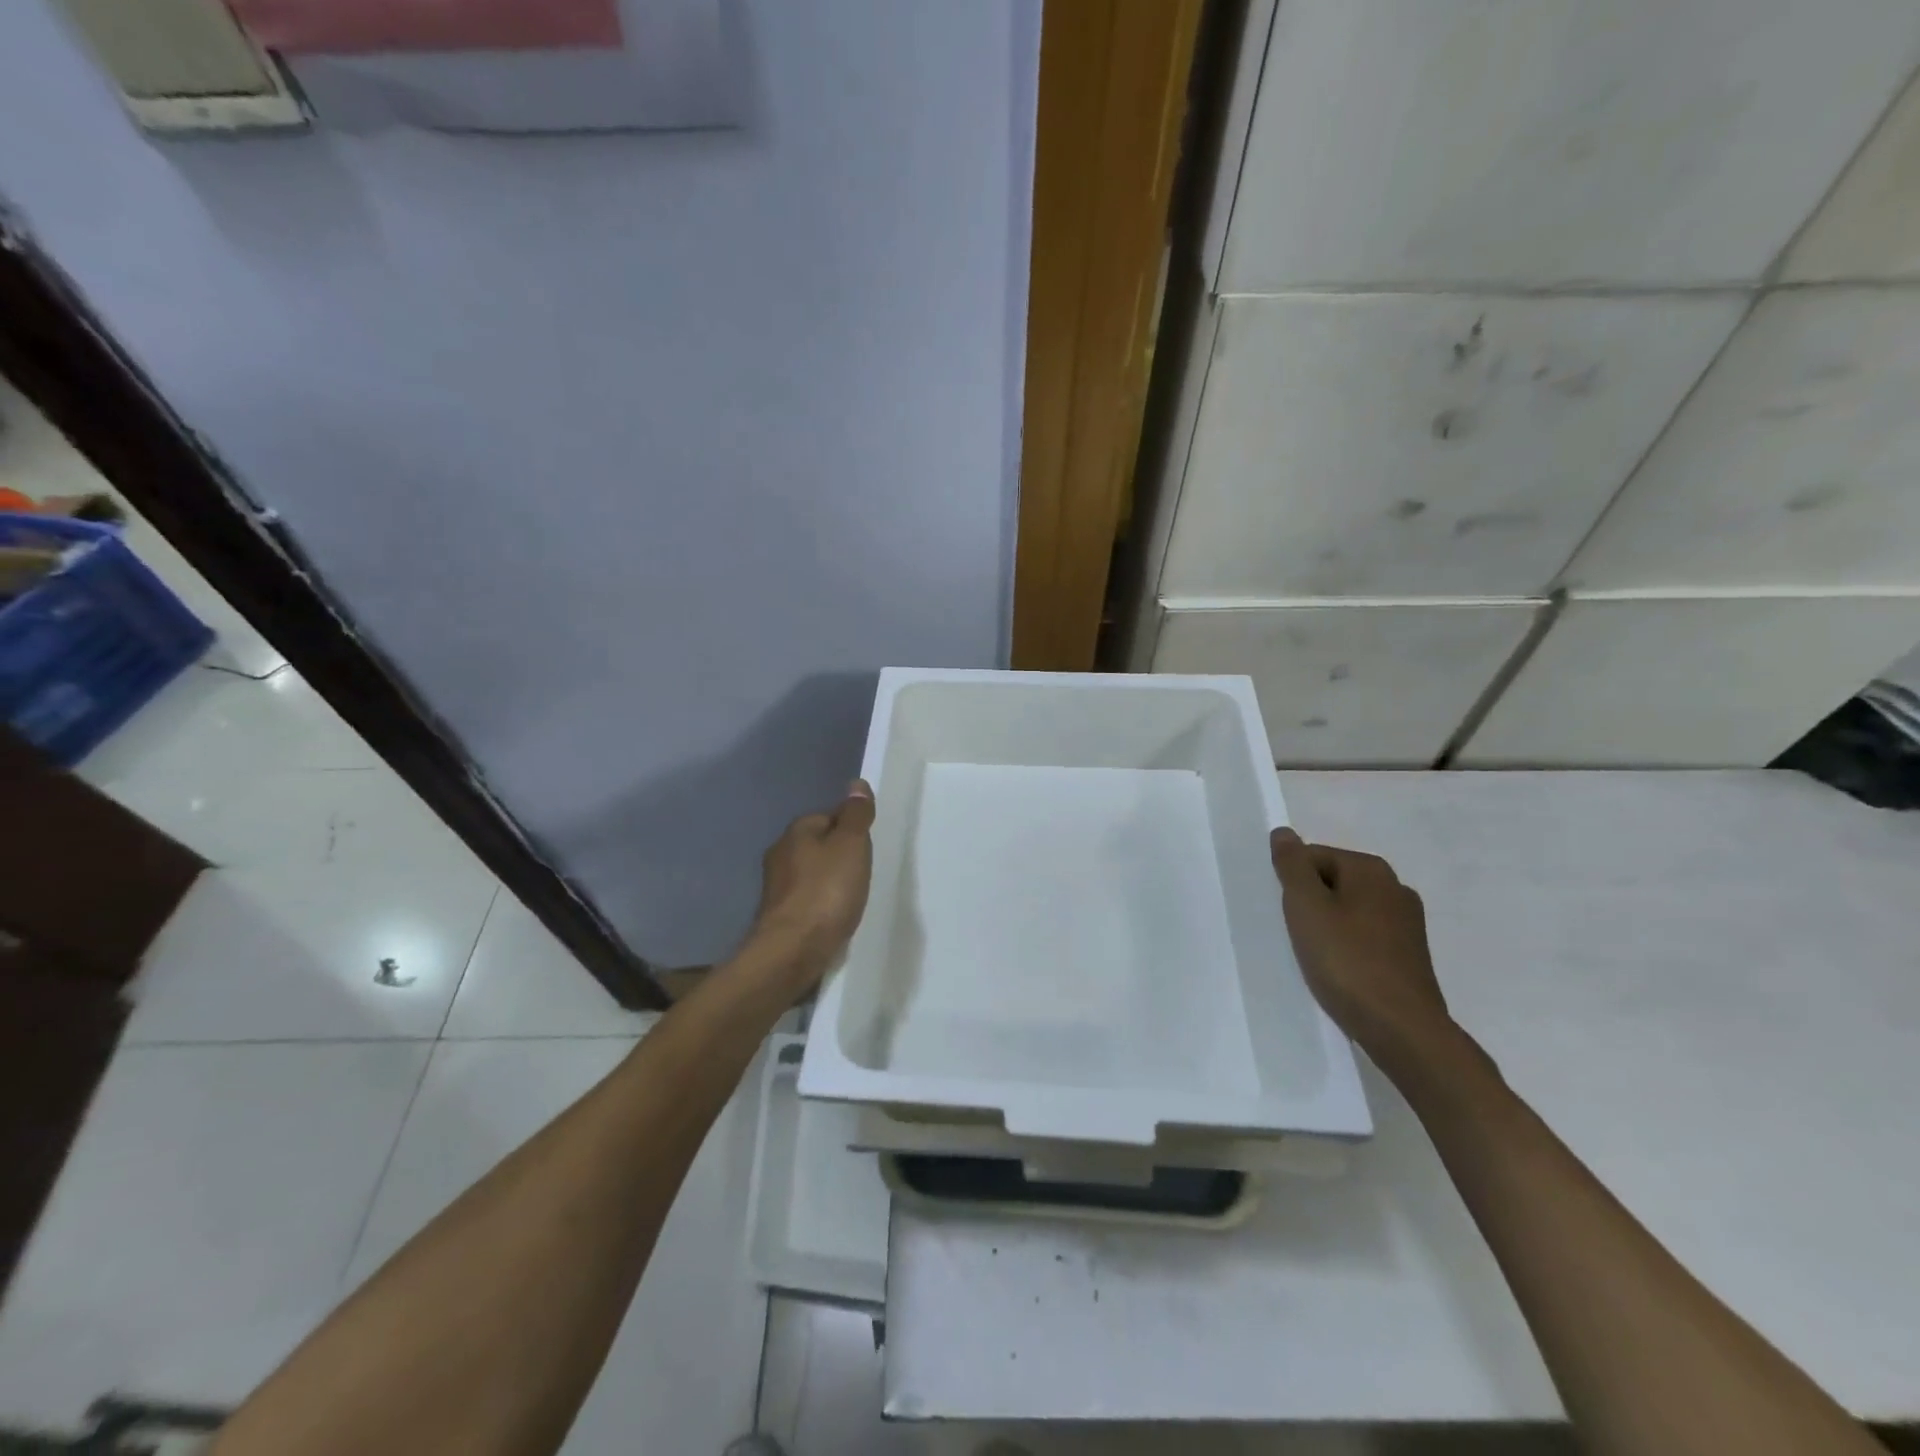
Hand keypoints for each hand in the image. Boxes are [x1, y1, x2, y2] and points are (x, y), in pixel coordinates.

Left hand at [744, 780, 876, 993]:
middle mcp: (780, 854)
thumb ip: (856, 815)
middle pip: (818, 845)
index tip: (867, 847)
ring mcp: (776, 888)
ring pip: (811, 873)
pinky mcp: (778, 916)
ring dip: (829, 881)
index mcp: (796, 832)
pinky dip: (821, 904)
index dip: (850, 828)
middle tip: (863, 872)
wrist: (792, 951)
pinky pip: (807, 900)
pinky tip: (834, 916)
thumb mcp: (851, 845)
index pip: (828, 816)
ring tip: (852, 896)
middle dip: (839, 855)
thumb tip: (857, 784)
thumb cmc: (826, 892)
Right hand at [1269, 828, 1452, 1074]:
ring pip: (1348, 911)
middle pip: (1332, 882)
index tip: (1287, 916)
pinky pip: (1365, 937)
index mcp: (1371, 869)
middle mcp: (1395, 887)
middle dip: (1309, 904)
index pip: (1312, 857)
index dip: (1291, 884)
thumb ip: (1292, 866)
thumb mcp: (1305, 906)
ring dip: (1327, 927)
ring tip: (1316, 957)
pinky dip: (1347, 947)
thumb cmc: (1346, 960)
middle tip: (1296, 936)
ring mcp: (1408, 923)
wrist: (1402, 1029)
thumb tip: (1283, 833)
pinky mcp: (1411, 955)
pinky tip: (1339, 971)